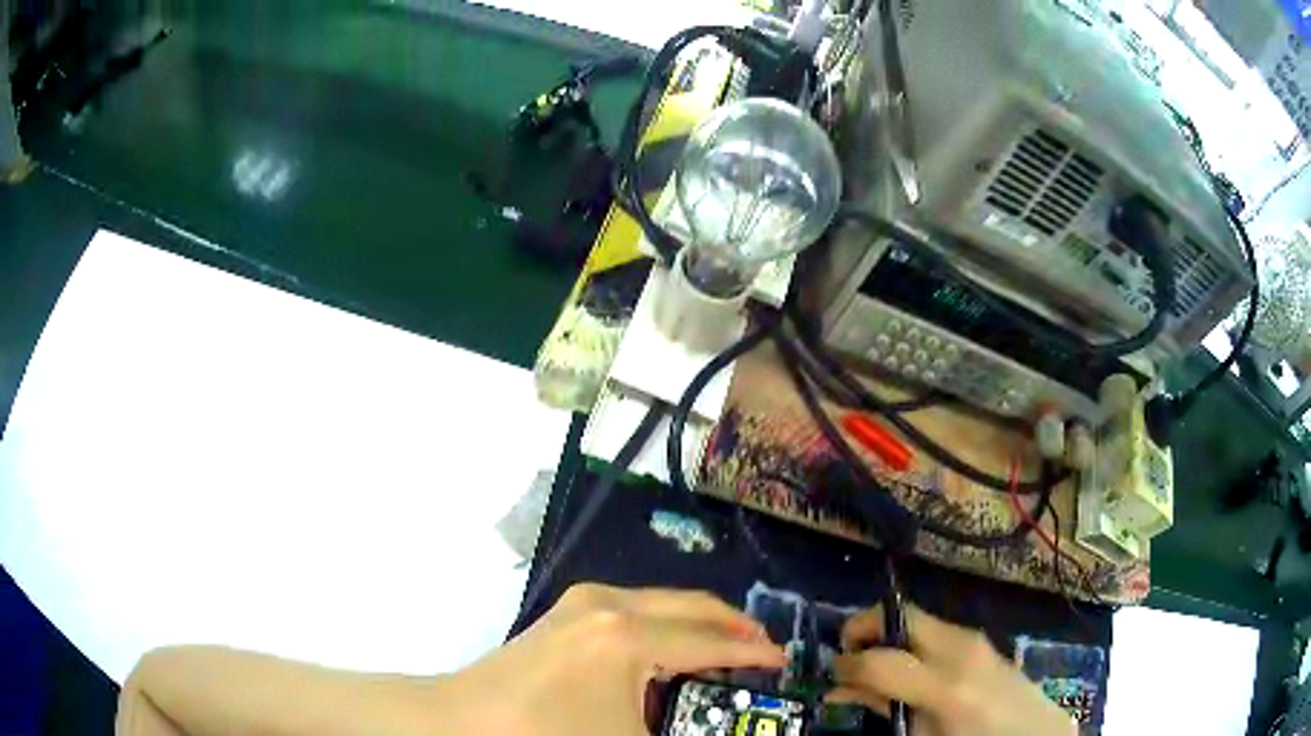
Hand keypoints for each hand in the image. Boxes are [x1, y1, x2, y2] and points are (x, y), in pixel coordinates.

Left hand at [440, 583, 786, 735]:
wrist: (465, 721)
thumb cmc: (550, 734)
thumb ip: (681, 730)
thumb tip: (706, 722)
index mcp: (628, 636)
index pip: (710, 641)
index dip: (752, 652)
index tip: (783, 660)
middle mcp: (610, 604)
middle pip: (691, 606)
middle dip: (732, 626)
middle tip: (762, 649)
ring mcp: (583, 602)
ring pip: (662, 602)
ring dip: (697, 624)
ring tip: (724, 650)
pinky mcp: (567, 611)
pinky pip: (635, 608)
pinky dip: (664, 624)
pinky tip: (670, 651)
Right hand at [830, 605, 1075, 735]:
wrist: (1032, 732)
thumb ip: (885, 707)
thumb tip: (842, 689)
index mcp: (945, 685)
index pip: (880, 659)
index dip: (846, 662)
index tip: (831, 672)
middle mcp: (960, 649)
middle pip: (900, 615)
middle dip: (864, 626)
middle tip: (846, 653)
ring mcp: (973, 638)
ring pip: (915, 619)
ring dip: (887, 635)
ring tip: (870, 665)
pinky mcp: (978, 638)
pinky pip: (932, 630)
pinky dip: (908, 641)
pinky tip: (902, 667)